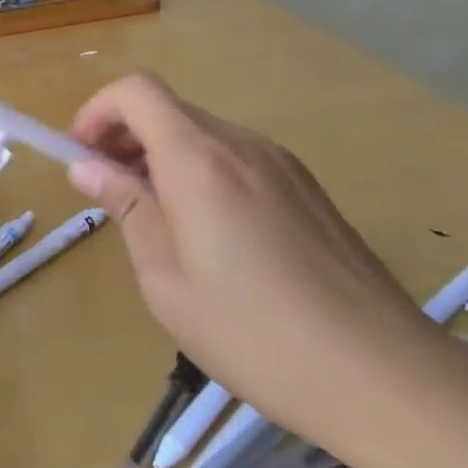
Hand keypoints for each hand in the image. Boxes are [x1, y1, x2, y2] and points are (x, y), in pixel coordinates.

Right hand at [66, 72, 442, 448]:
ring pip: (201, 132)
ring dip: (162, 154)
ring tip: (155, 217)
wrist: (386, 376)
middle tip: (108, 190)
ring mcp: (281, 163)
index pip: (137, 91)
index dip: (98, 111)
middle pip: (168, 109)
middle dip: (124, 135)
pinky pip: (236, 157)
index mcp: (199, 161)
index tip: (81, 155)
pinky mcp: (307, 187)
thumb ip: (127, 209)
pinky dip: (200, 170)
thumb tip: (87, 167)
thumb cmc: (256, 335)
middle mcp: (242, 145)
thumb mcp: (166, 281)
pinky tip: (209, 233)